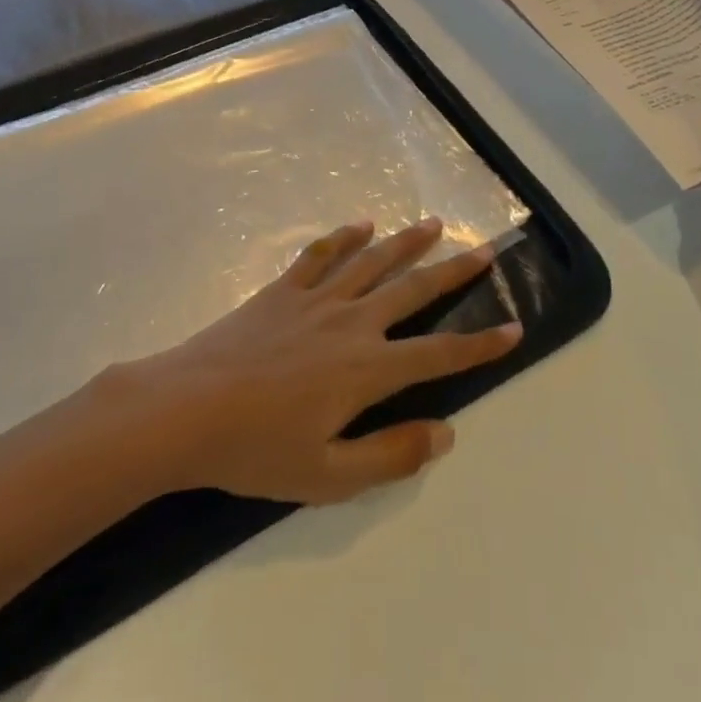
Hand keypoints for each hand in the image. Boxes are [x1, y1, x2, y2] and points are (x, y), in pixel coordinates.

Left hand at [108, 218, 521, 504]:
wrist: (186, 408)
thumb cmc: (256, 450)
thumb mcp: (328, 477)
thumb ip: (390, 455)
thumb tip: (445, 433)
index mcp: (366, 369)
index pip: (439, 354)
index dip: (480, 345)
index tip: (514, 327)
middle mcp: (350, 323)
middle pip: (413, 290)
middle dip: (453, 272)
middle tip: (485, 250)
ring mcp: (315, 300)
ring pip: (372, 262)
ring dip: (406, 242)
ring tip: (434, 224)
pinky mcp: (282, 290)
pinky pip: (321, 255)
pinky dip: (344, 238)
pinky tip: (361, 225)